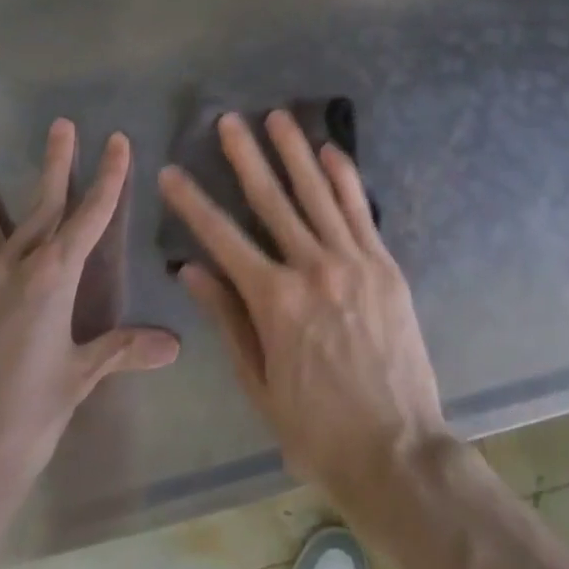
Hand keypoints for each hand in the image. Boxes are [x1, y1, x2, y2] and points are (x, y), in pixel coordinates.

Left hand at [0, 121, 180, 538]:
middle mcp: (12, 270)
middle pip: (41, 207)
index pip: (90, 215)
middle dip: (56, 165)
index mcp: (52, 278)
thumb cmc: (26, 421)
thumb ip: (121, 350)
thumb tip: (173, 345)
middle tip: (61, 126)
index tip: (116, 140)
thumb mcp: (78, 380)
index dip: (107, 176)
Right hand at [158, 111, 447, 507]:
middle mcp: (313, 269)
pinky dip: (344, 176)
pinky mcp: (384, 263)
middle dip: (246, 157)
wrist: (396, 451)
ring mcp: (353, 261)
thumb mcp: (259, 385)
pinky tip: (330, 149)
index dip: (194, 203)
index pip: (223, 239)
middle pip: (272, 200)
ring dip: (294, 152)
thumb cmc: (317, 429)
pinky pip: (360, 209)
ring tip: (276, 117)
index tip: (172, 172)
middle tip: (228, 120)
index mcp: (275, 302)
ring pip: (317, 193)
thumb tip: (193, 270)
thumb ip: (228, 320)